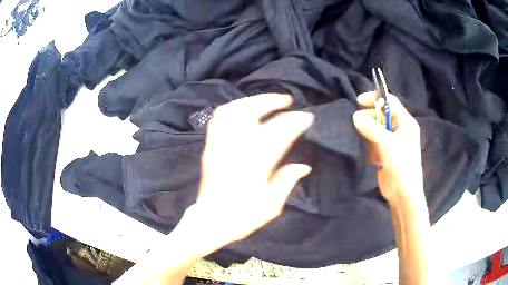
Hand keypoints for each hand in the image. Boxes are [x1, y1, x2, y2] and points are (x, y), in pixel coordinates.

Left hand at [181, 93, 313, 253]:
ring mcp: (219, 146)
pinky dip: (232, 109)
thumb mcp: (271, 206)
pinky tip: (243, 110)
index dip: (294, 121)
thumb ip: (287, 181)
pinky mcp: (210, 148)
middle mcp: (235, 149)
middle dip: (269, 100)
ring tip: (266, 101)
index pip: (278, 133)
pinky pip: (217, 120)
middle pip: (250, 112)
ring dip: (251, 101)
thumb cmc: (242, 217)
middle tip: (286, 100)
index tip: (306, 117)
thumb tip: (304, 166)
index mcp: (254, 164)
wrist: (210, 221)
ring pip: (232, 111)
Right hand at [352, 92, 423, 203]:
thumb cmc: (400, 163)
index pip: (390, 102)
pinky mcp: (386, 153)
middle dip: (370, 118)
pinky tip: (372, 156)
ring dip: (370, 133)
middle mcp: (400, 129)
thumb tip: (355, 116)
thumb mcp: (386, 142)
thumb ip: (370, 127)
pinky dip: (371, 145)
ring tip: (366, 142)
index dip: (376, 98)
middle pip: (382, 115)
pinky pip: (375, 142)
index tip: (359, 101)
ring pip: (377, 129)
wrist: (403, 192)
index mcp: (405, 122)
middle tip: (357, 123)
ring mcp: (393, 142)